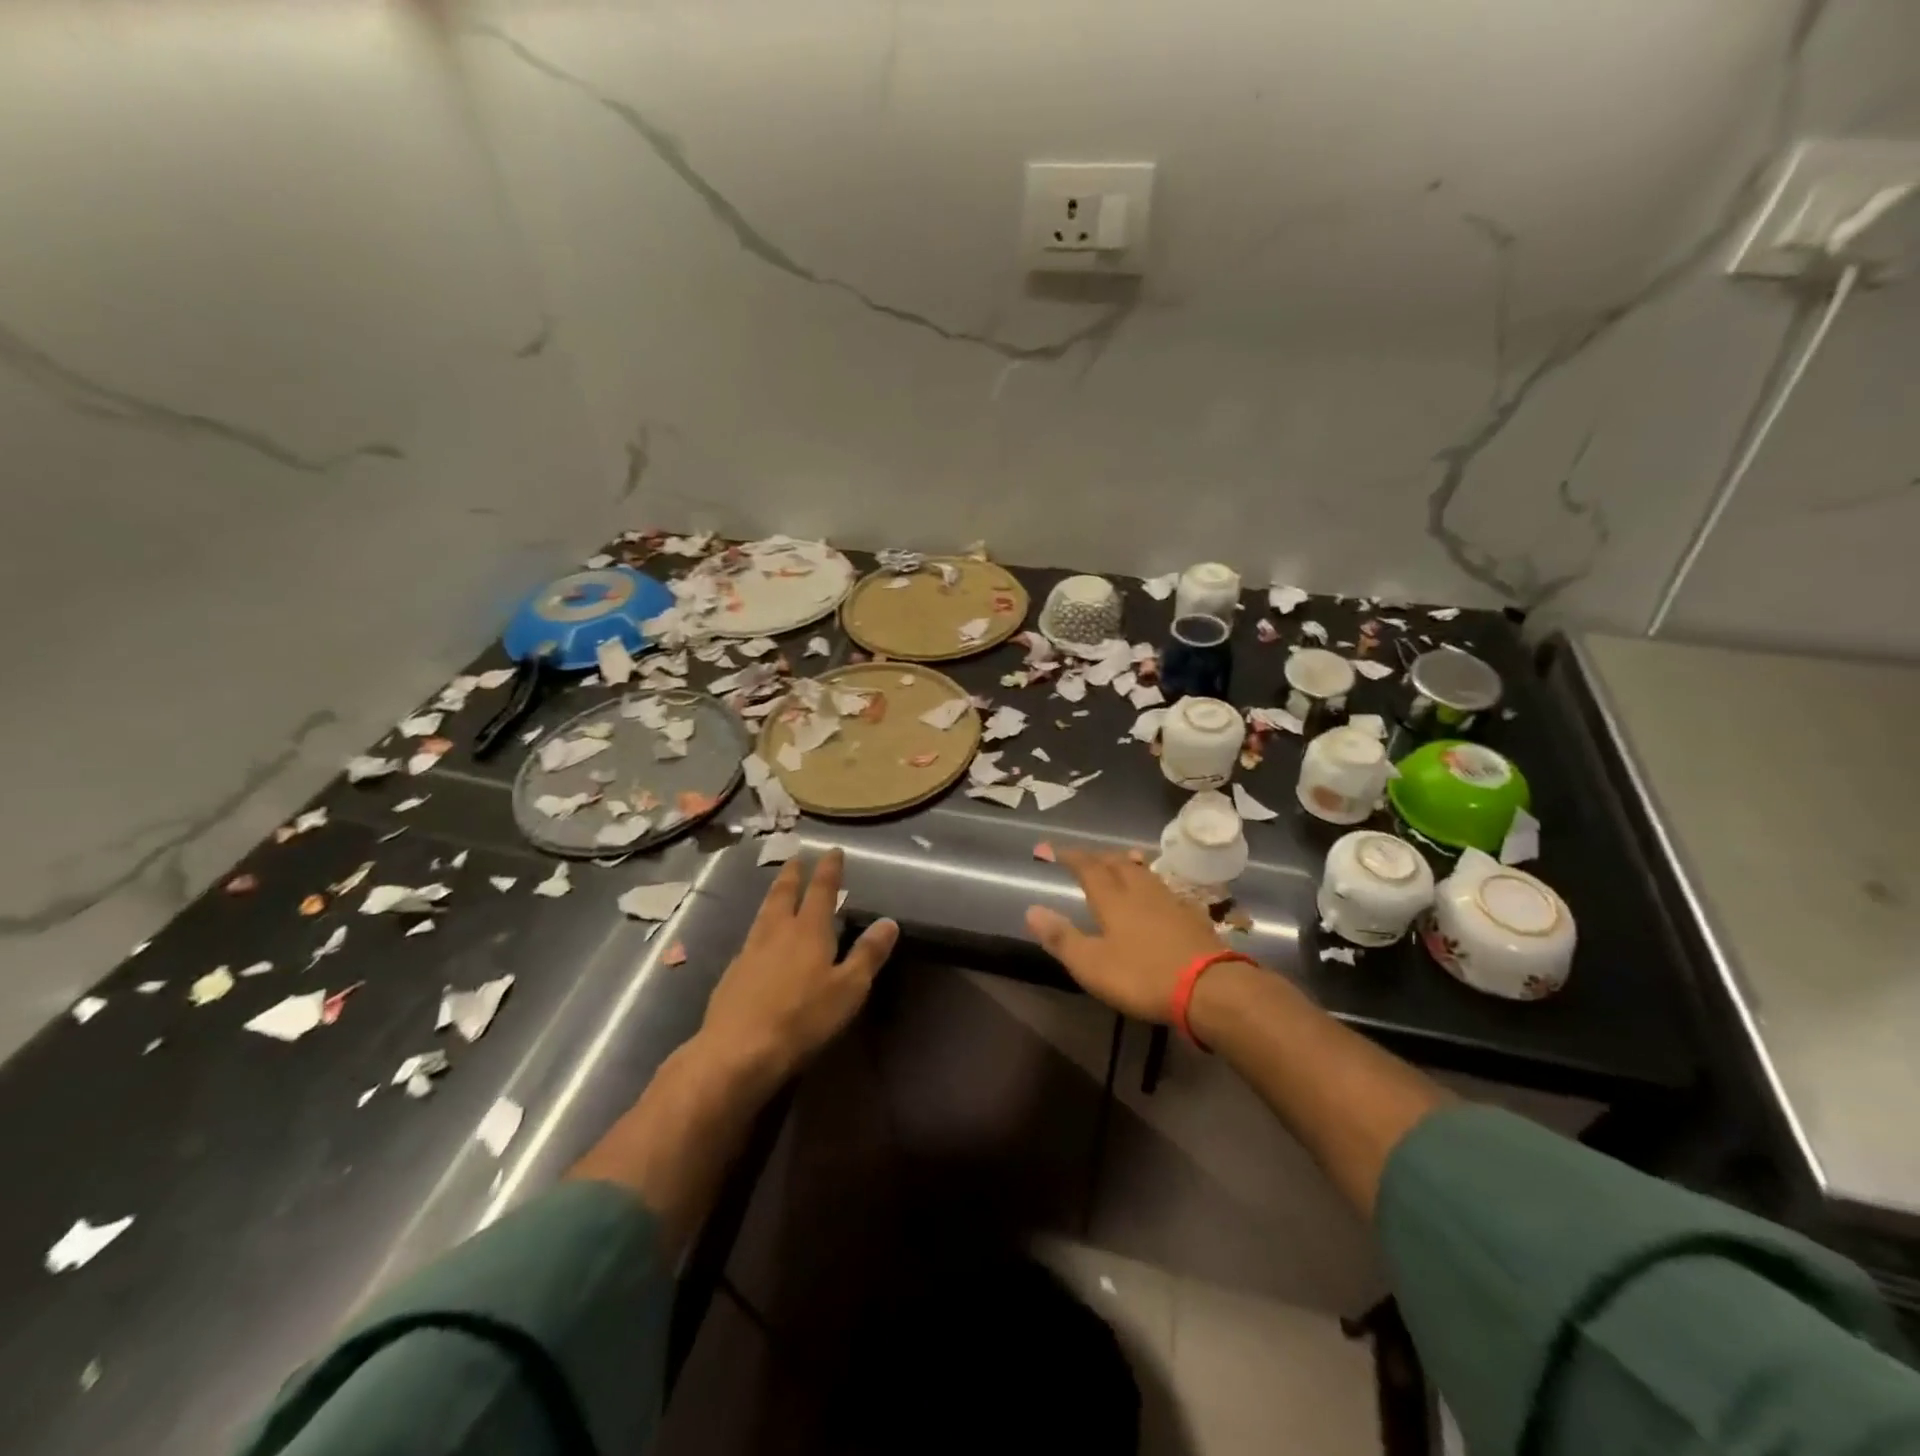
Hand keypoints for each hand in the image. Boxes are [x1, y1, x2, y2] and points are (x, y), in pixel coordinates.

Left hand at [699, 849, 898, 1085]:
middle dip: (793, 874)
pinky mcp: (732, 974)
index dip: (829, 869)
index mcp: (809, 931)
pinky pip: (751, 938)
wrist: (737, 1051)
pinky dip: (761, 927)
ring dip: (774, 896)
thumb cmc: (802, 1018)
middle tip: (796, 858)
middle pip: (784, 894)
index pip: (822, 890)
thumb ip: (868, 954)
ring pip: (764, 913)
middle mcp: (777, 932)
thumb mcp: (848, 989)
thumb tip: (889, 922)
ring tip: (778, 889)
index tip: (832, 851)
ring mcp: (750, 951)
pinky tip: (760, 940)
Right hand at [1025, 850, 1226, 1021]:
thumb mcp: (1092, 964)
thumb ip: (1061, 937)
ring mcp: (1169, 901)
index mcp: (1113, 898)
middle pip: (1118, 863)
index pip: (1088, 866)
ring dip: (1126, 863)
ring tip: (1120, 860)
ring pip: (1143, 872)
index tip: (1051, 849)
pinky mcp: (1191, 916)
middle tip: (1085, 856)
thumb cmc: (1142, 976)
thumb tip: (1031, 909)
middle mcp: (1140, 890)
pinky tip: (1155, 893)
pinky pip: (1163, 887)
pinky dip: (1150, 882)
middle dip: (1098, 856)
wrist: (1210, 987)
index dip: (1069, 855)